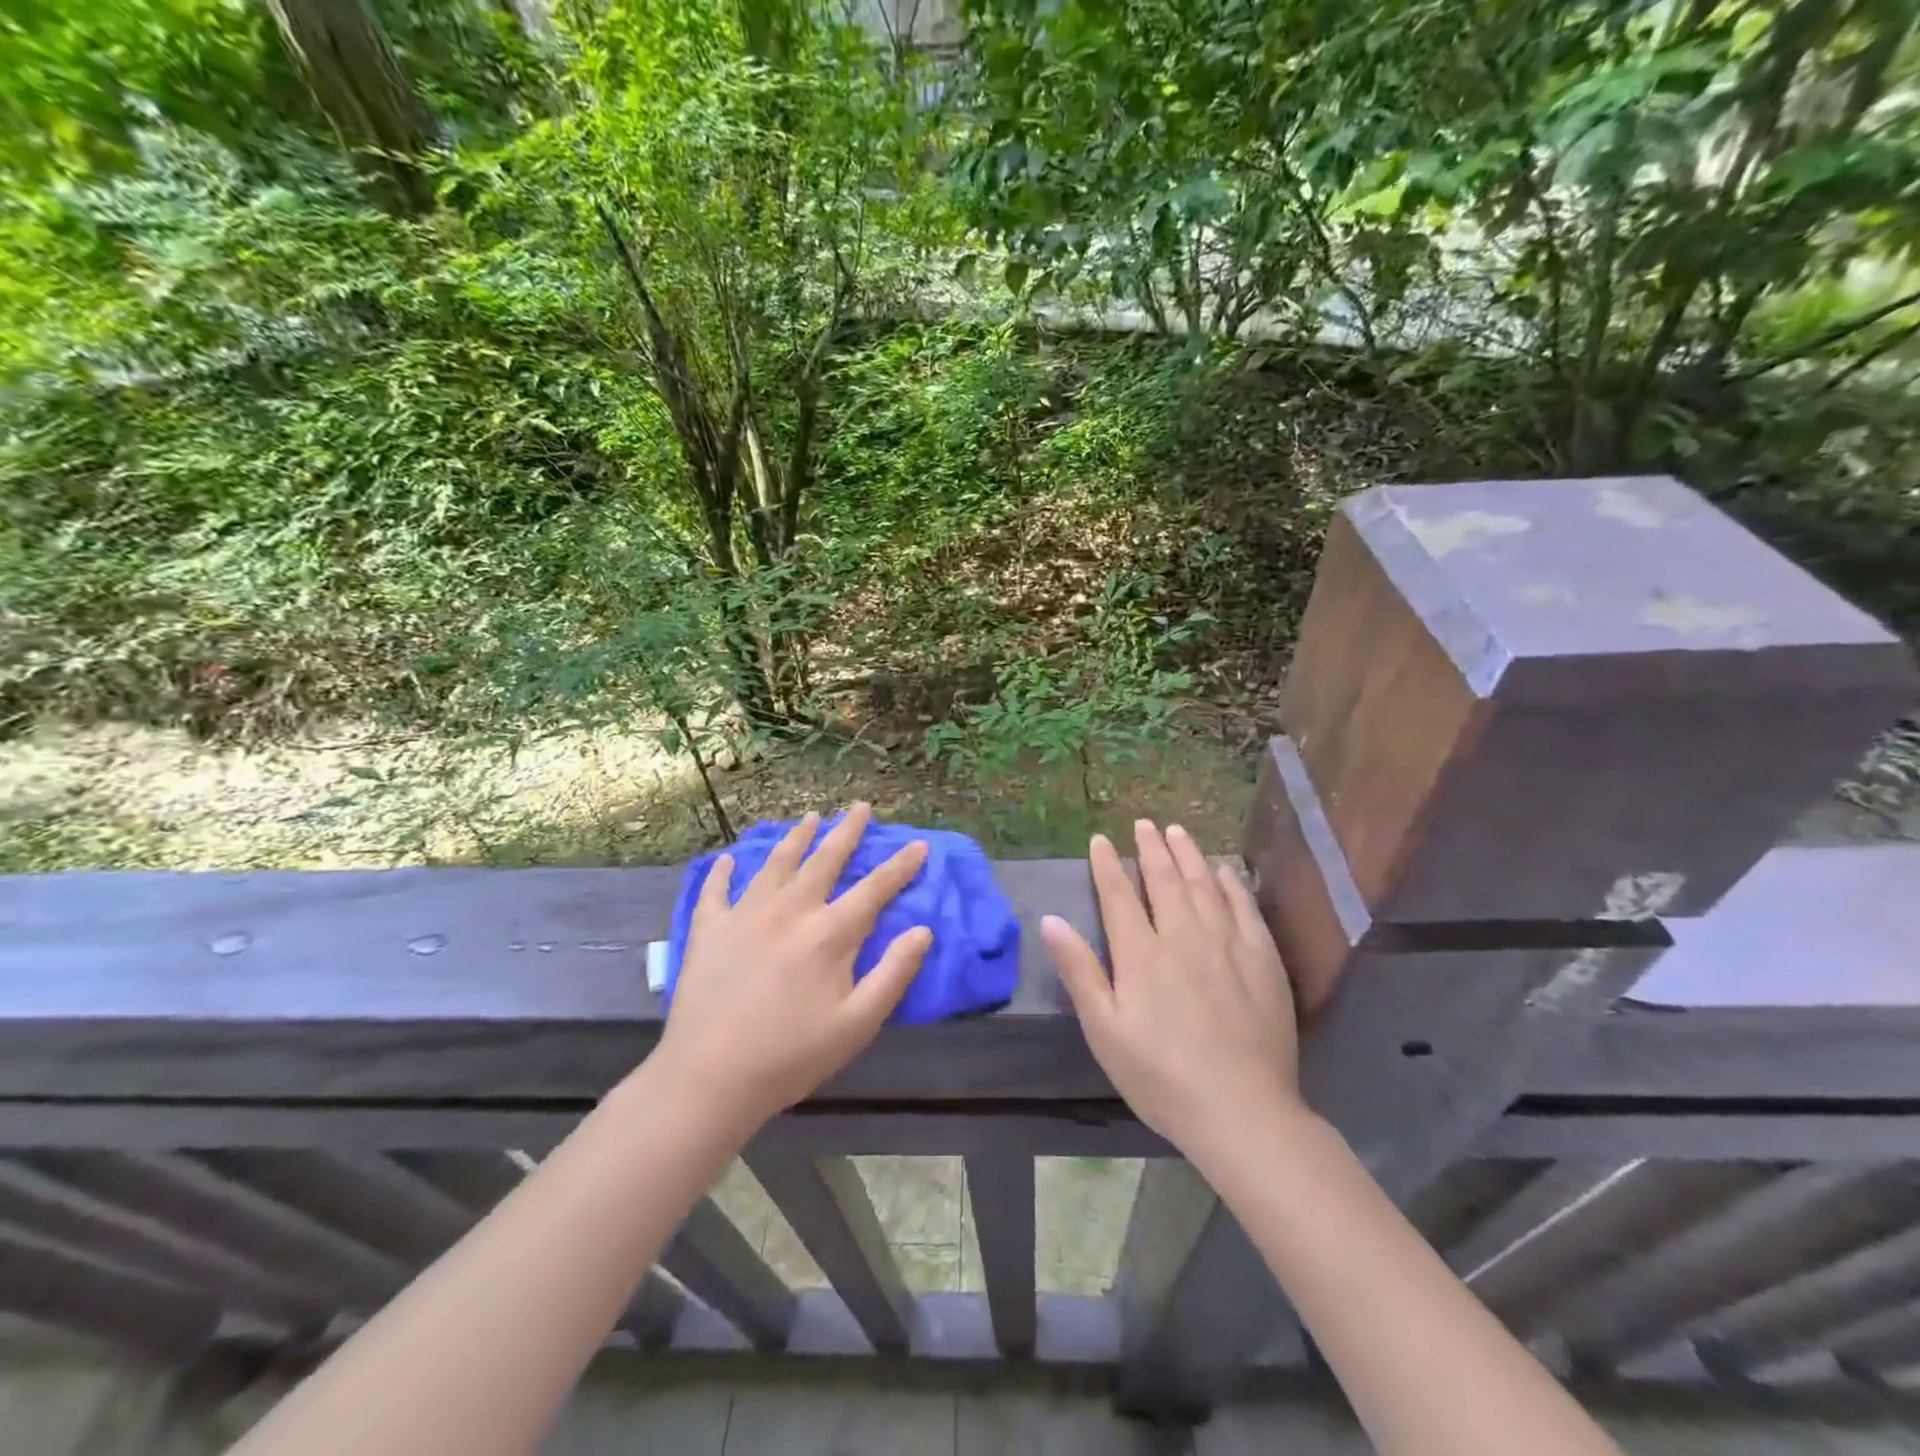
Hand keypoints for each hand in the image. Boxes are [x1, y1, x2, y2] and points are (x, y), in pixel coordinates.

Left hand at [650, 804, 931, 1137]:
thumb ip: (893, 974)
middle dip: (847, 831)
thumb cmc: (790, 1056)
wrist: (708, 1078)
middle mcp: (789, 910)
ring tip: (810, 817)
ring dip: (796, 838)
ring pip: (776, 863)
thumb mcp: (857, 1025)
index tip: (918, 844)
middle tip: (860, 806)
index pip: (874, 889)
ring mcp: (745, 915)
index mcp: (829, 934)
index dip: (900, 866)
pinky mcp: (709, 930)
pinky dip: (723, 872)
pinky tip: (728, 860)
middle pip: (824, 861)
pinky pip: (716, 890)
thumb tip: (923, 931)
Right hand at [1042, 820, 1304, 1168]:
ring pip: (1204, 885)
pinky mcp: (1262, 960)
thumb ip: (1079, 972)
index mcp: (1141, 954)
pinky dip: (1231, 883)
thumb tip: (1051, 921)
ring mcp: (1227, 944)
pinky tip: (1224, 870)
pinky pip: (1244, 907)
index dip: (1107, 865)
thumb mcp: (1105, 1031)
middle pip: (1164, 880)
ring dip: (1188, 855)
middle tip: (1144, 824)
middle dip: (1151, 849)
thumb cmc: (1160, 1076)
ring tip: (1177, 831)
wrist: (1242, 1111)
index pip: (1119, 895)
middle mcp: (1183, 936)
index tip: (1100, 840)